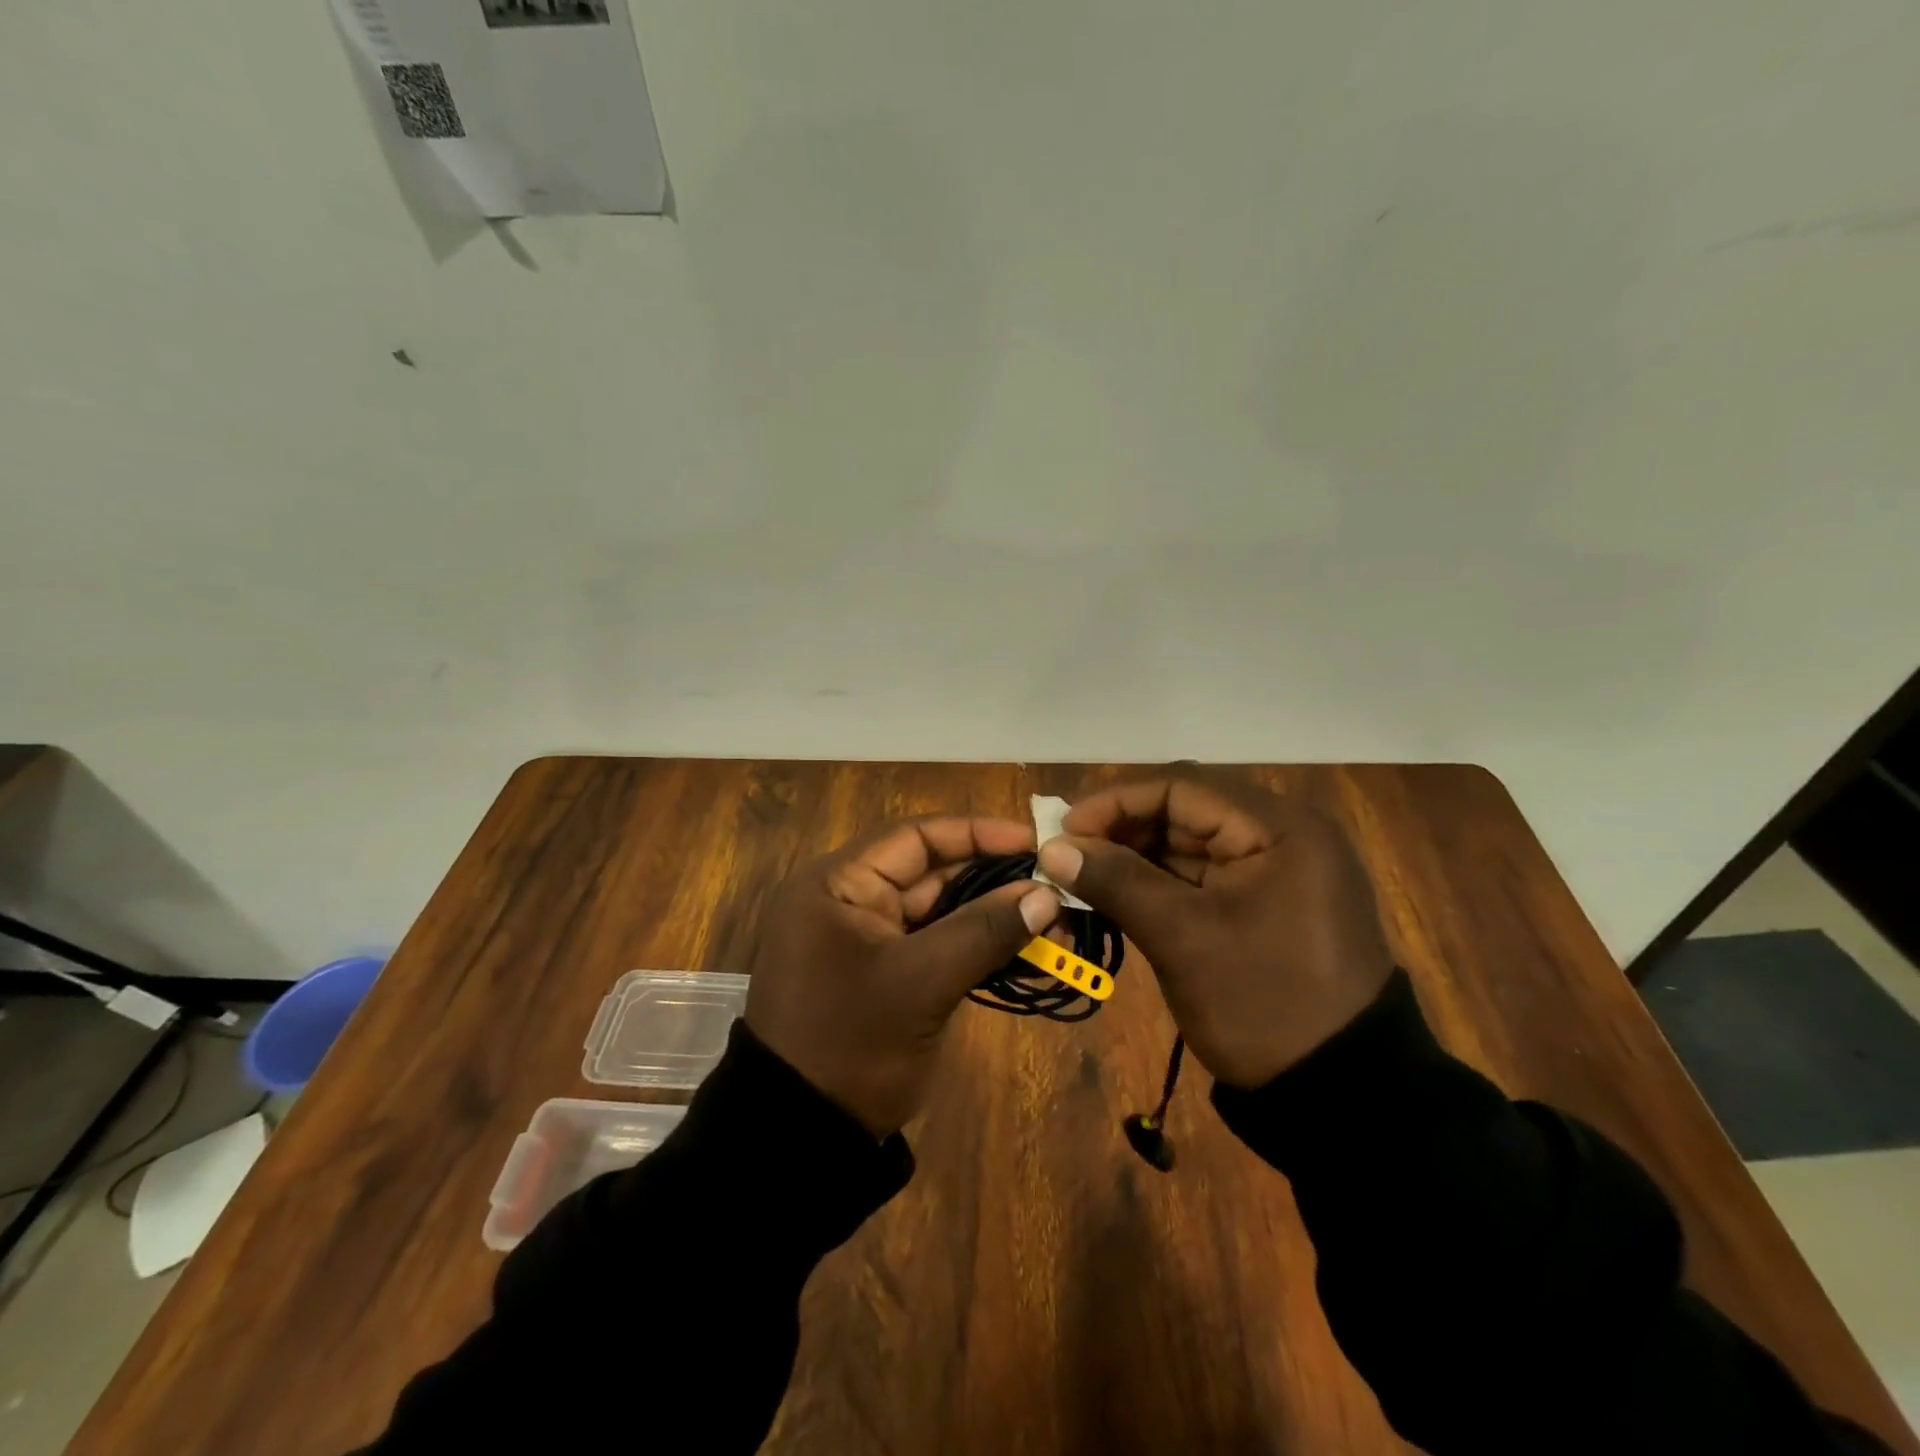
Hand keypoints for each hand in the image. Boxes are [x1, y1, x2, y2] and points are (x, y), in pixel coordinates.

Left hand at [745, 816, 1059, 1136]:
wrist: (803, 1139)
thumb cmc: (851, 1045)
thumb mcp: (920, 982)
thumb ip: (983, 931)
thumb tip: (1046, 894)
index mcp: (838, 884)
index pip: (914, 837)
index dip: (977, 834)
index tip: (1034, 843)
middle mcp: (850, 900)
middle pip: (932, 872)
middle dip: (995, 881)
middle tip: (1056, 888)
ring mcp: (868, 939)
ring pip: (941, 911)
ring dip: (994, 917)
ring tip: (1054, 924)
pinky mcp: (886, 974)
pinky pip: (938, 946)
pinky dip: (979, 948)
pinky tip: (1028, 955)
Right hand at [1037, 772, 1392, 1089]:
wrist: (1341, 1095)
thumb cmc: (1263, 1004)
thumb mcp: (1183, 939)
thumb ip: (1116, 881)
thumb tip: (1053, 847)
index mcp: (1280, 828)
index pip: (1182, 788)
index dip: (1116, 802)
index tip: (1064, 830)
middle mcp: (1284, 835)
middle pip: (1186, 812)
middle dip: (1122, 830)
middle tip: (1066, 854)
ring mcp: (1278, 870)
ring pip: (1191, 844)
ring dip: (1136, 857)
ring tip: (1081, 875)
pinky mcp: (1268, 902)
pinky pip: (1203, 876)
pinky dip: (1159, 882)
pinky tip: (1117, 893)